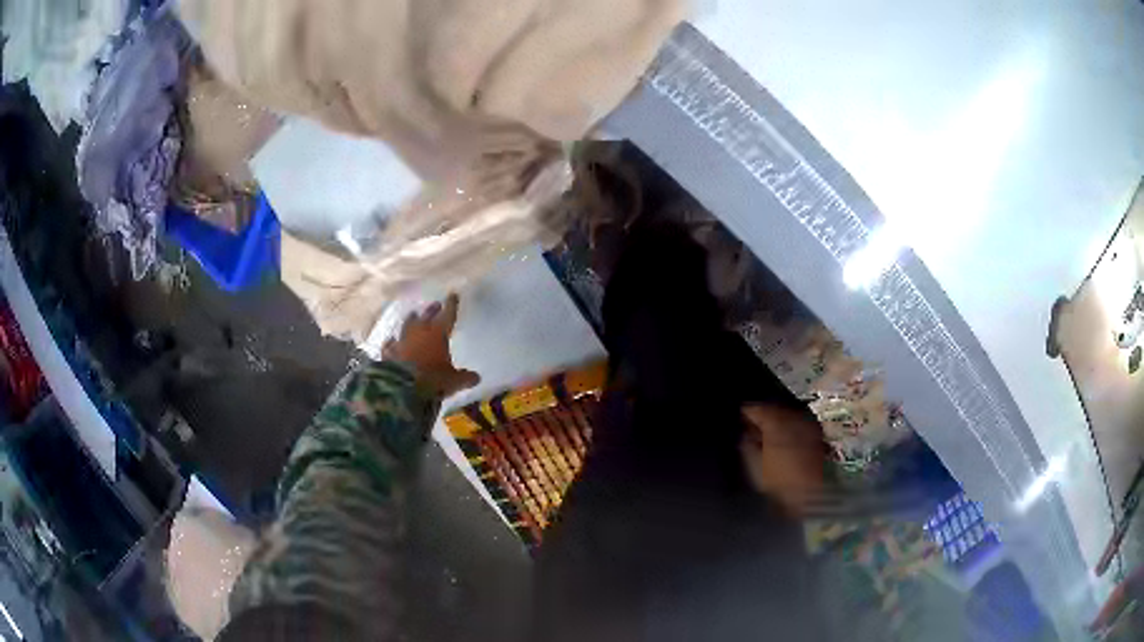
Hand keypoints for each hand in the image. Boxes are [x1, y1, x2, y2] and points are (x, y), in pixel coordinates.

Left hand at [383, 294, 480, 396]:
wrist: (402, 388)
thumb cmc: (433, 380)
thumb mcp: (454, 381)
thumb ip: (465, 377)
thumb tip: (476, 378)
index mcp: (438, 333)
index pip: (448, 315)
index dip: (452, 305)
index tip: (453, 295)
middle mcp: (419, 332)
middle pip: (426, 317)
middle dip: (432, 310)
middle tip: (435, 305)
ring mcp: (402, 341)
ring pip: (407, 325)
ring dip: (411, 320)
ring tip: (413, 315)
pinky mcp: (388, 352)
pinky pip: (391, 344)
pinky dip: (392, 342)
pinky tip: (391, 340)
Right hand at [740, 405, 828, 514]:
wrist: (812, 494)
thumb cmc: (780, 482)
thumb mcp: (754, 466)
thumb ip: (746, 445)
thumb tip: (744, 435)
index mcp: (775, 421)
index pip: (755, 408)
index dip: (745, 414)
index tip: (740, 421)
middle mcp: (794, 416)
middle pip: (774, 408)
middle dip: (763, 416)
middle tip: (753, 428)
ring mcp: (808, 423)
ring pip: (788, 414)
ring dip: (778, 421)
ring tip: (770, 434)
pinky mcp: (818, 433)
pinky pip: (800, 422)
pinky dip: (791, 427)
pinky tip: (786, 439)